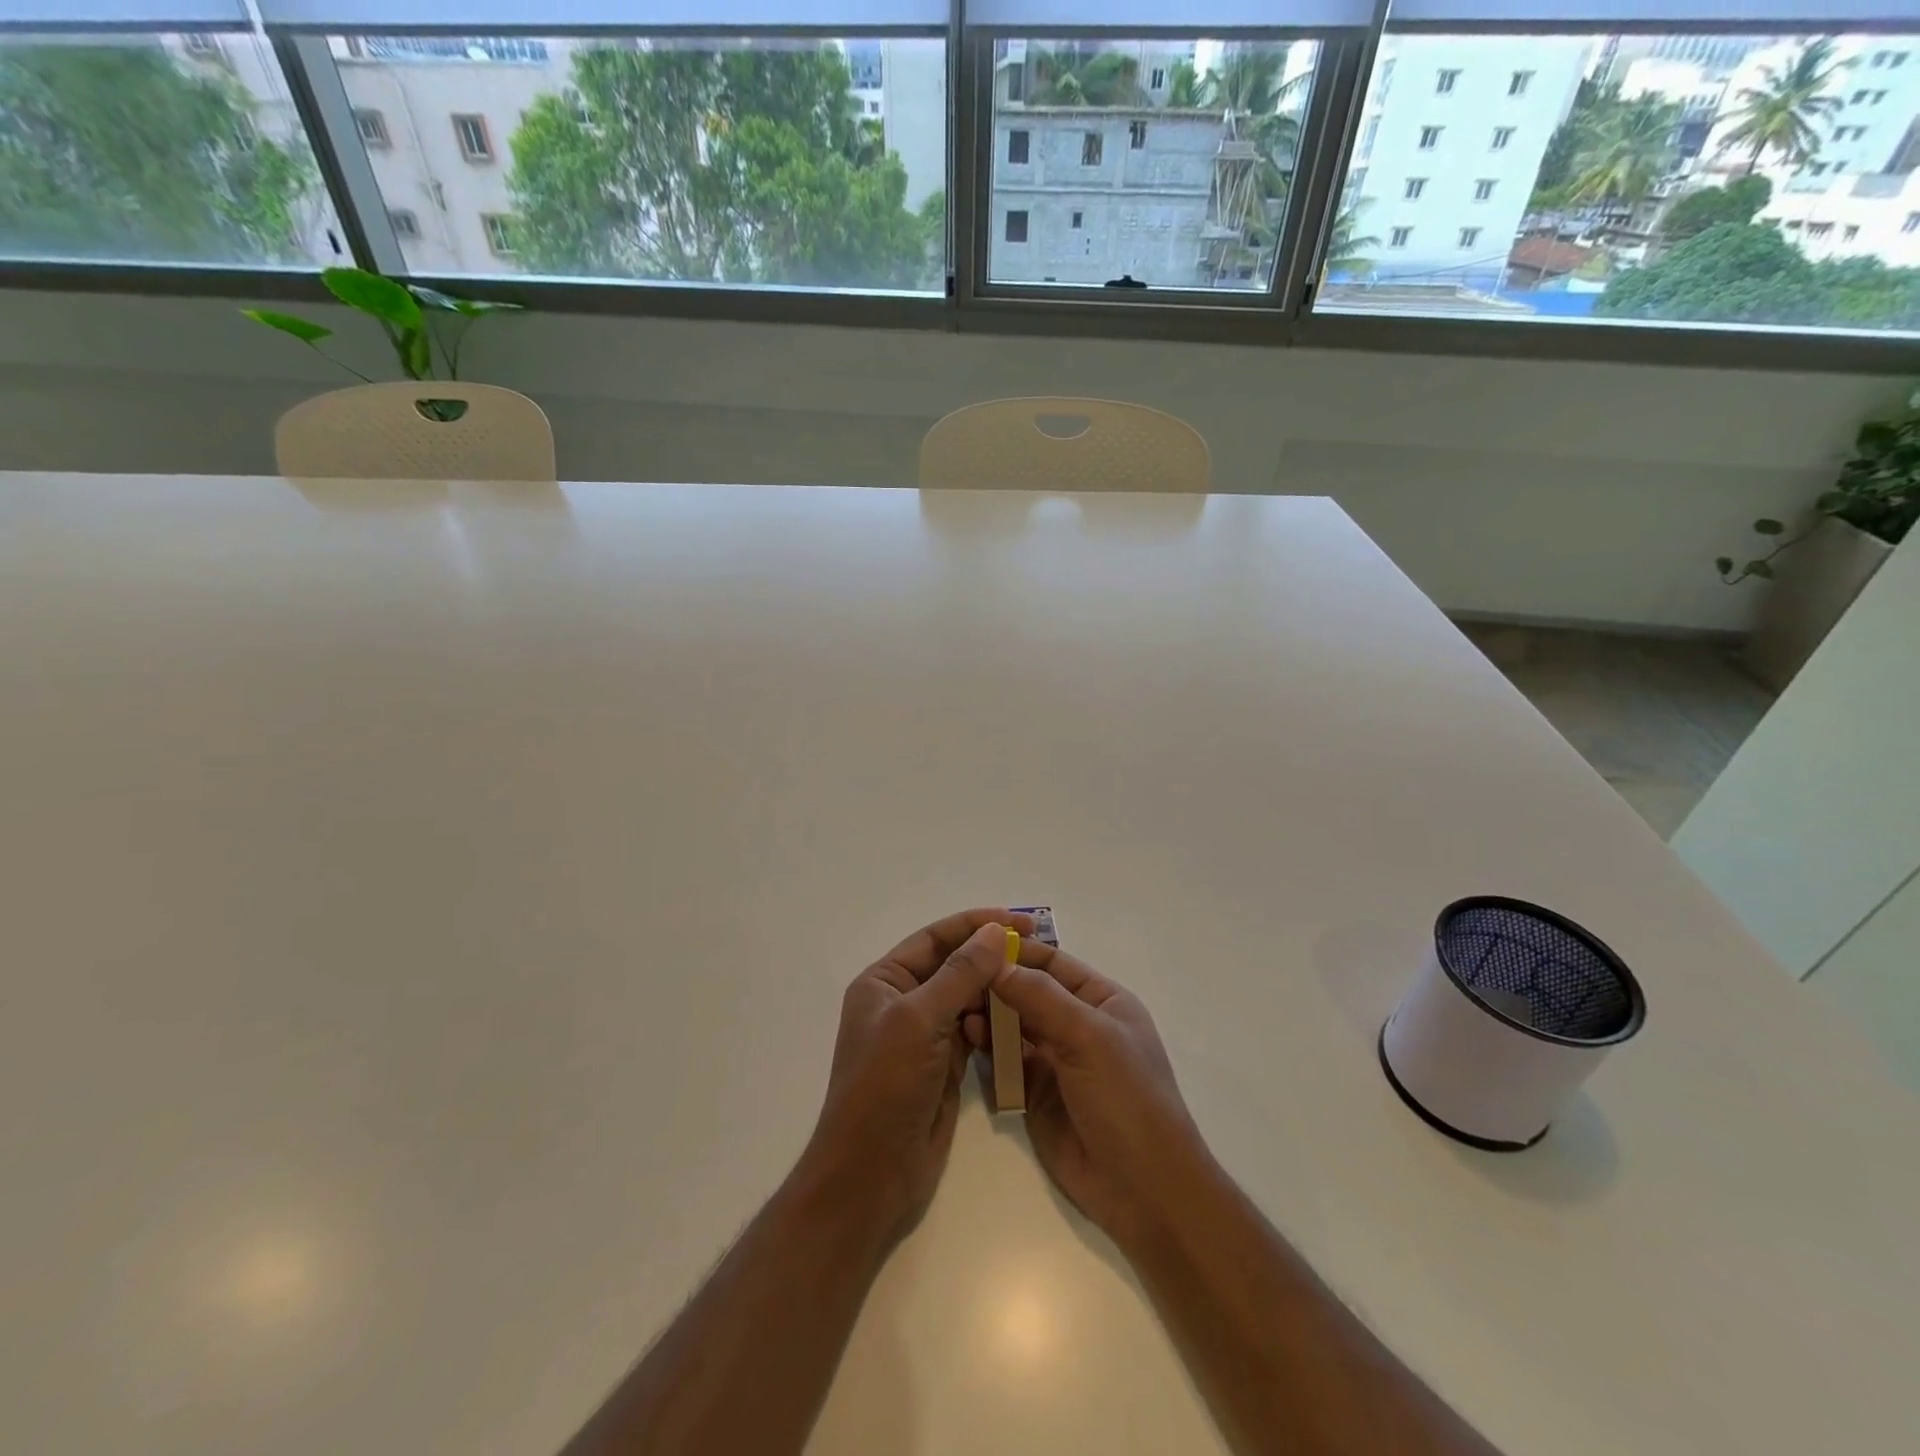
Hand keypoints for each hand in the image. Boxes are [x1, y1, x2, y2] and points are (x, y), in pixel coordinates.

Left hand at [803, 908, 1035, 1246]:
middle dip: (991, 955)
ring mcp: (924, 1034)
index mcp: (885, 981)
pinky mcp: (944, 1064)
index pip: (935, 938)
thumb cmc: (885, 1086)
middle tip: (1038, 949)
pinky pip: (975, 1030)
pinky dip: (996, 1022)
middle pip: (953, 965)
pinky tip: (1022, 1019)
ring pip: (967, 998)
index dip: (975, 925)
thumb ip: (960, 973)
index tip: (1019, 920)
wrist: (871, 1174)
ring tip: (1036, 981)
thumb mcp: (919, 1020)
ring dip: (996, 989)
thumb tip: (996, 931)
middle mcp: (903, 1001)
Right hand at [968, 941, 1213, 1249]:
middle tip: (957, 976)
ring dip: (990, 1014)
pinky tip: (968, 1036)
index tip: (975, 941)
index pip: (1054, 964)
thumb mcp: (1089, 1037)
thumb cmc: (1127, 1098)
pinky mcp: (1037, 1094)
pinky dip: (989, 1047)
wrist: (1144, 1191)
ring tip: (959, 1006)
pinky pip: (1008, 1061)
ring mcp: (1057, 1060)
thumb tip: (996, 963)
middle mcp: (1079, 1025)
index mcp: (1103, 1001)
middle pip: (1030, 992)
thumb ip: (1041, 998)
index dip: (1018, 952)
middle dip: (997, 983)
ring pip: (1015, 1025)